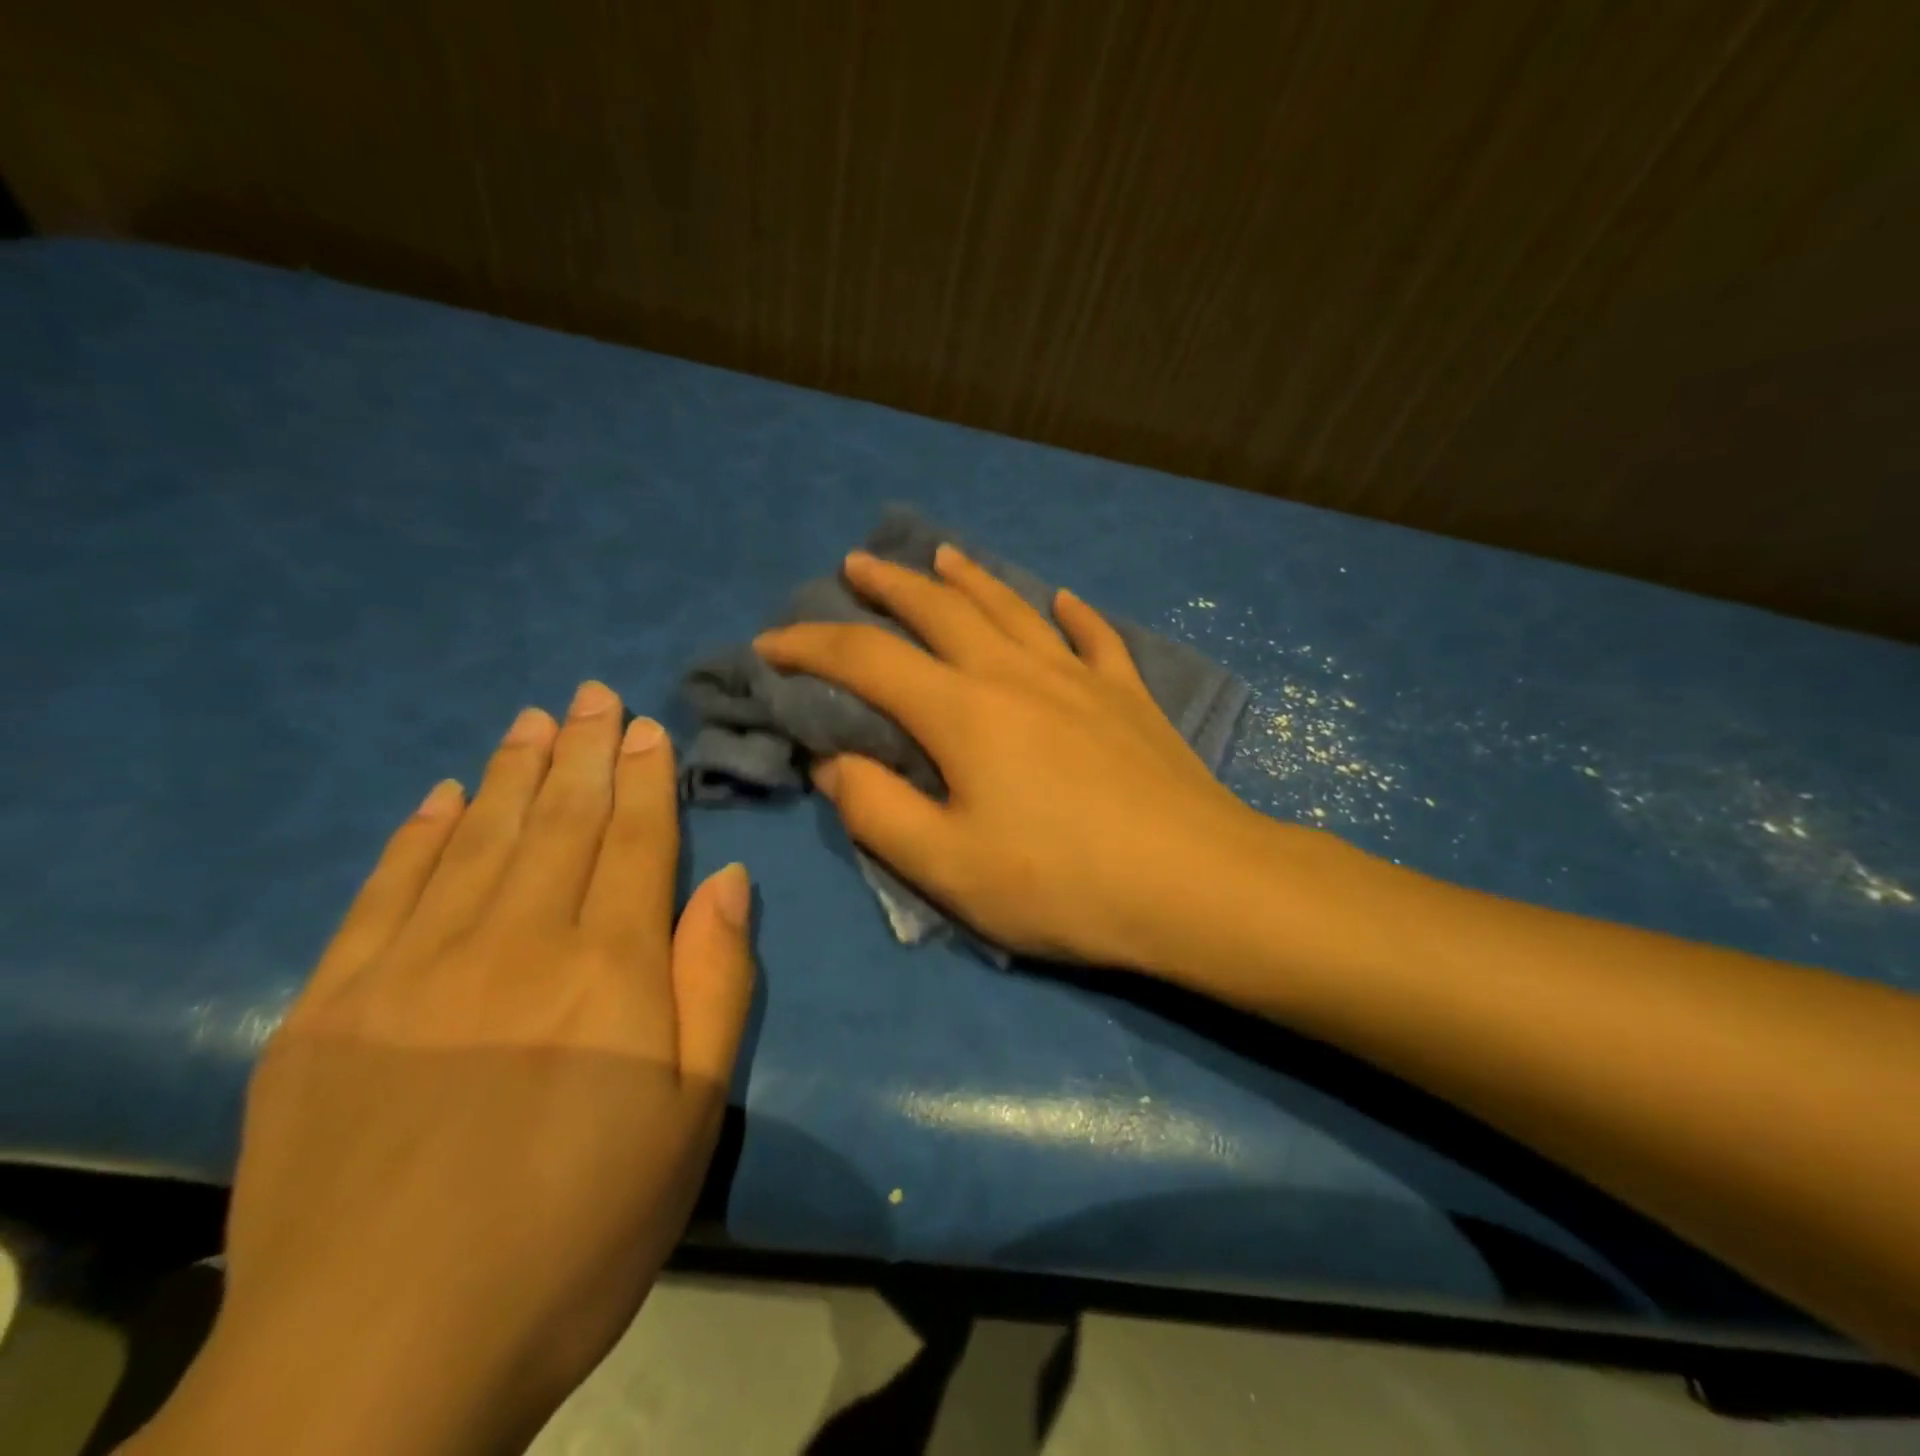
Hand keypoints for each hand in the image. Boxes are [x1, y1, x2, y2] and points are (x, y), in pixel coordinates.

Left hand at [129, 683, 752, 1455]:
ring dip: (513, 773)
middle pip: (560, 823)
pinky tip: (442, 798)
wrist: (373, 1368)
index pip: (635, 841)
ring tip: (533, 720)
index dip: (644, 778)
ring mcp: (412, 970)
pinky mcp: (329, 1009)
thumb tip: (727, 880)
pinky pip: (385, 894)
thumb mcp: (690, 1116)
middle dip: (583, 751)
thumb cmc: (575, 1234)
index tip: (644, 725)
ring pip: (479, 839)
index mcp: (607, 969)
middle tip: (590, 694)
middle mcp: (514, 942)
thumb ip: (716, 984)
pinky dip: (419, 837)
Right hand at [753, 545, 1262, 972]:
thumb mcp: (948, 866)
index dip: (810, 644)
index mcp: (963, 712)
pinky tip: (1062, 600)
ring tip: (942, 556)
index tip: (769, 642)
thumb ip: (877, 810)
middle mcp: (1016, 674)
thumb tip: (832, 762)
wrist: (1196, 884)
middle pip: (940, 610)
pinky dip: (1072, 615)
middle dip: (889, 585)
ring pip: (1012, 609)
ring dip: (969, 579)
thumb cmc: (1063, 884)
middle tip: (856, 565)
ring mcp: (1080, 678)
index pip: (867, 659)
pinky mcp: (1129, 697)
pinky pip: (1095, 638)